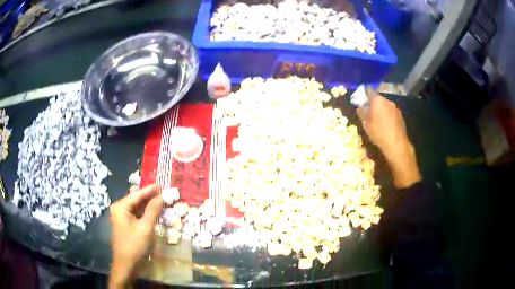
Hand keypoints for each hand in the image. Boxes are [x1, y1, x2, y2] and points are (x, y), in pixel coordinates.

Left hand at [109, 184, 162, 287]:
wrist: (127, 266)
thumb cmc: (135, 246)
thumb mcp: (146, 228)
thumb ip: (153, 210)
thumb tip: (160, 196)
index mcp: (121, 207)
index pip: (137, 195)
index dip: (150, 190)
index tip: (162, 184)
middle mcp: (119, 209)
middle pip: (136, 200)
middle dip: (150, 197)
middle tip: (164, 192)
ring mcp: (121, 218)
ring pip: (137, 208)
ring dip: (148, 205)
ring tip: (162, 200)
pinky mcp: (125, 225)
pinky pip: (136, 215)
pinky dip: (145, 214)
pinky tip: (154, 212)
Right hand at [358, 92, 421, 187]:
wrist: (396, 144)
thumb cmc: (378, 133)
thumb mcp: (366, 124)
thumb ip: (362, 113)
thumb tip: (359, 108)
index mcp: (377, 100)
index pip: (369, 91)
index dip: (364, 94)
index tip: (361, 99)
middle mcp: (387, 101)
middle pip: (378, 98)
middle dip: (373, 103)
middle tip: (369, 111)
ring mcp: (395, 108)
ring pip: (385, 105)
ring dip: (381, 109)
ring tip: (378, 120)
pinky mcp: (400, 116)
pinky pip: (391, 112)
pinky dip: (387, 115)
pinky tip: (386, 125)